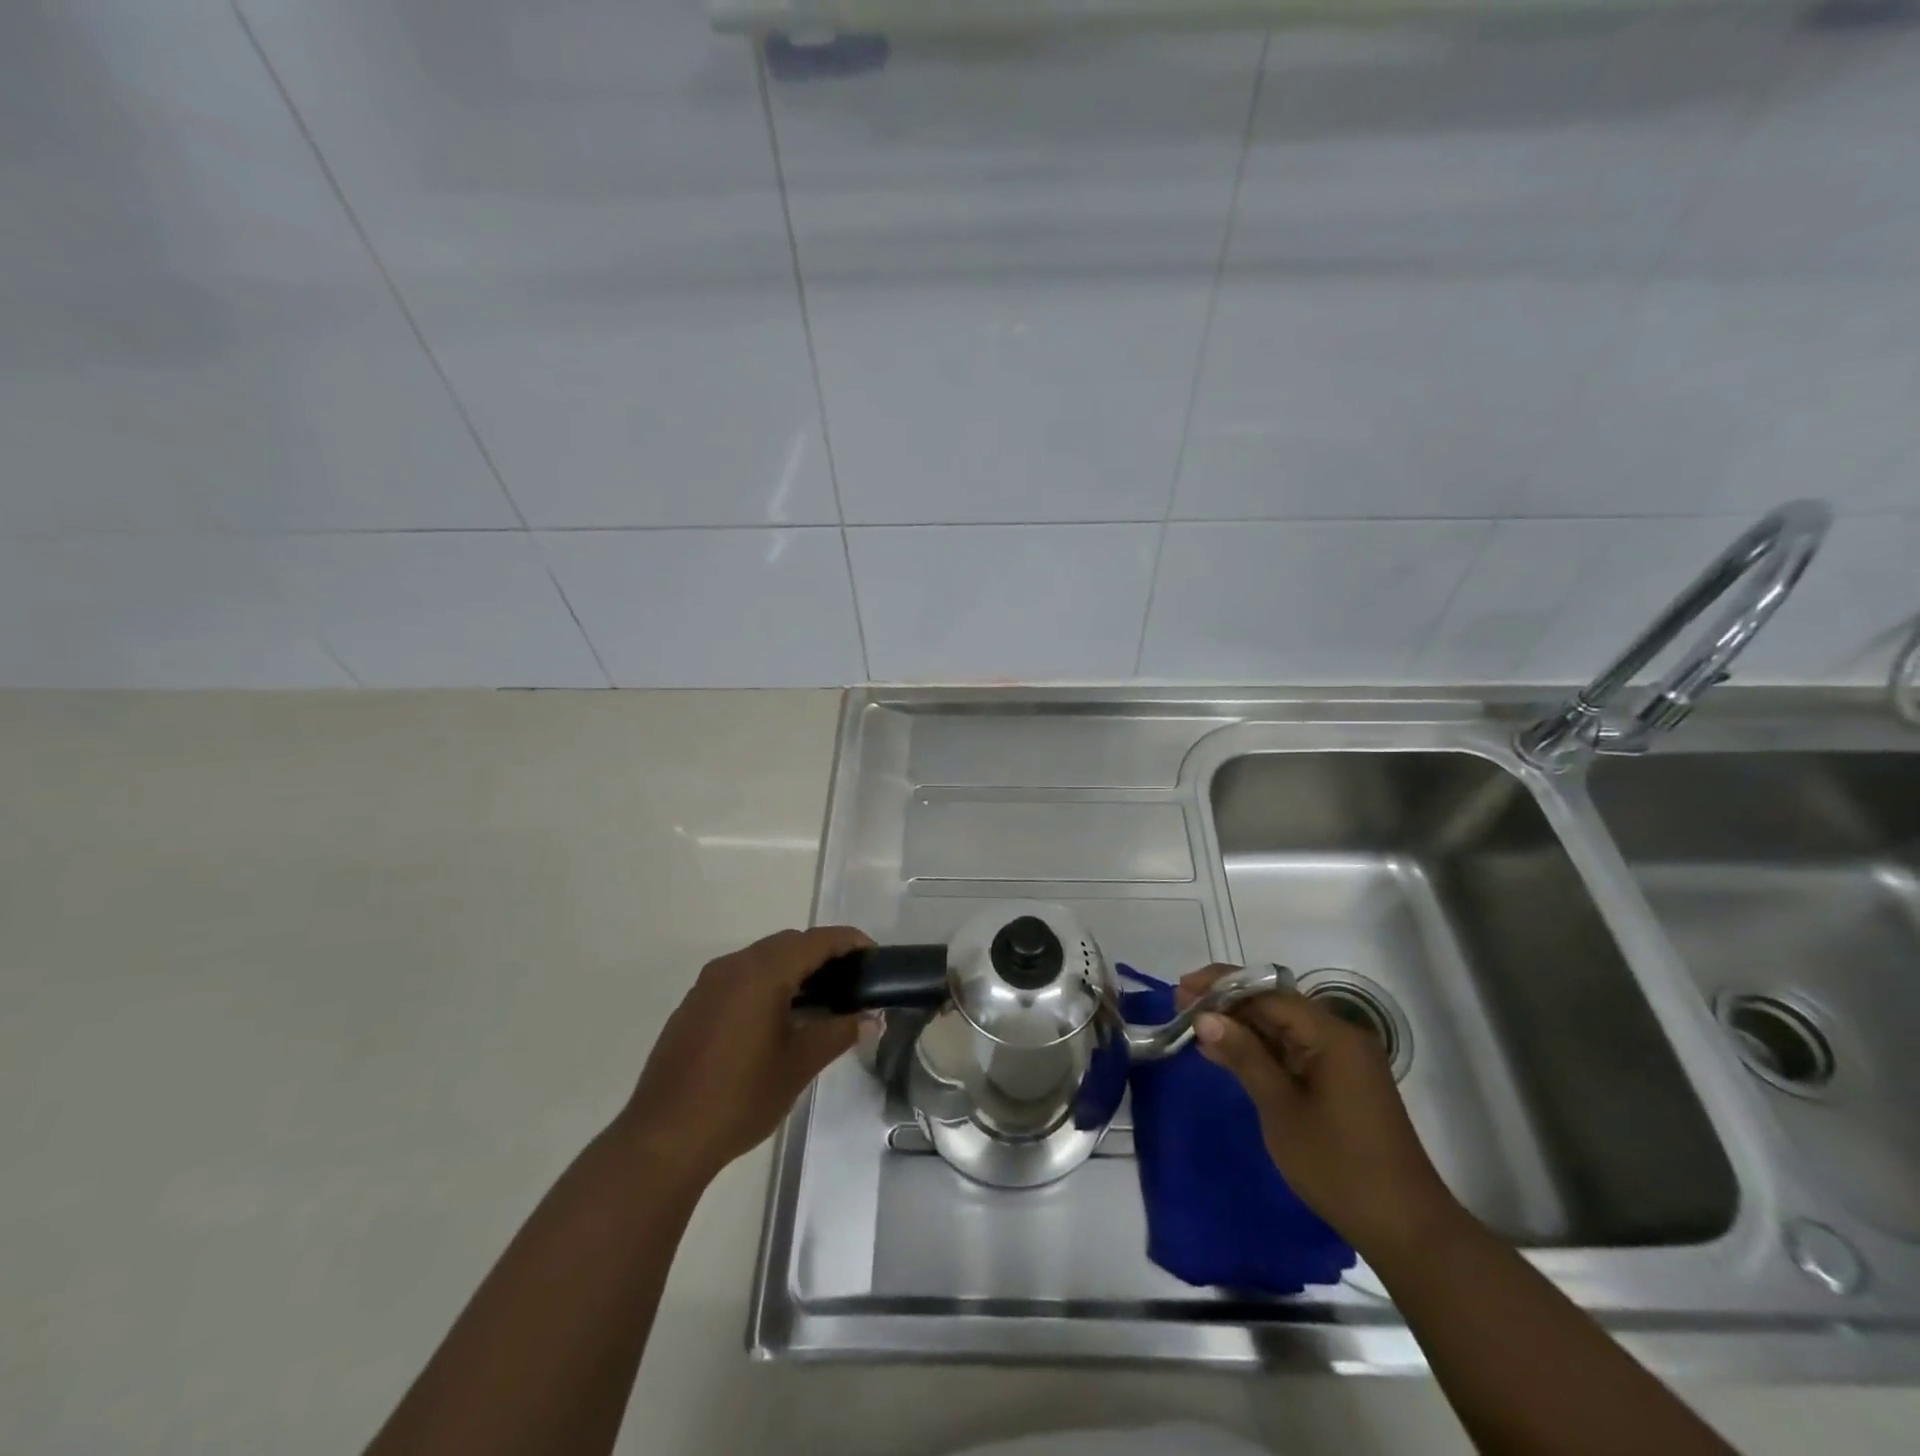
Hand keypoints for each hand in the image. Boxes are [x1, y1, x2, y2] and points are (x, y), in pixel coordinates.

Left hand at [618, 926, 871, 1185]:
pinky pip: (739, 979)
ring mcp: (708, 985)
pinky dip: (765, 984)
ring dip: (792, 969)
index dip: (848, 941)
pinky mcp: (693, 1006)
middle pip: (787, 943)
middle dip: (821, 954)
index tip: (873, 955)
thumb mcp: (799, 1065)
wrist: (664, 1138)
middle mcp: (733, 966)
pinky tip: (776, 1019)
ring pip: (761, 959)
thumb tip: (869, 1020)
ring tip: (818, 1001)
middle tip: (850, 980)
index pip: (815, 941)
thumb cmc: (740, 1097)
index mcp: (762, 972)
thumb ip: (838, 1033)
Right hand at [1179, 966, 1465, 1262]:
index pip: (1267, 993)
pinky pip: (1293, 1049)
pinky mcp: (1341, 1080)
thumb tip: (1205, 1017)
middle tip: (1181, 1007)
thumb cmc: (1338, 1166)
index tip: (1181, 990)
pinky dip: (1260, 1049)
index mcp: (1331, 1035)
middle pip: (1274, 1004)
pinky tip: (1227, 1053)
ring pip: (1282, 1026)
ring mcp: (1343, 1058)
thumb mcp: (1281, 1109)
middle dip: (1227, 1003)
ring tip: (1194, 1027)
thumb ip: (1244, 1056)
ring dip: (1241, 1026)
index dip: (1221, 987)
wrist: (1405, 1228)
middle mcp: (1340, 1036)